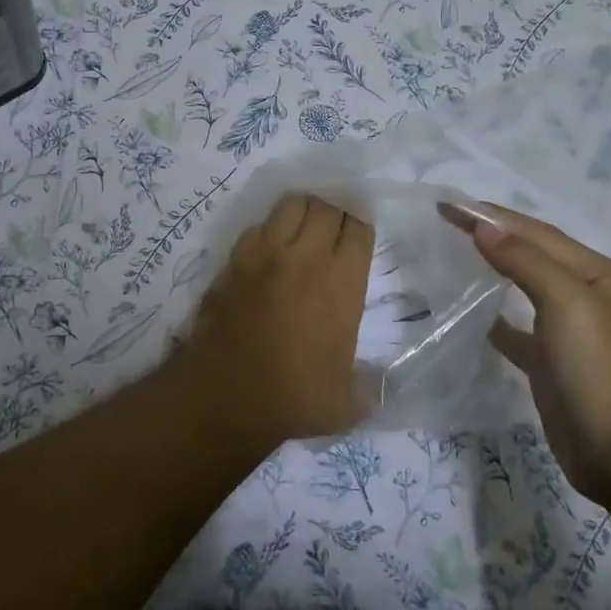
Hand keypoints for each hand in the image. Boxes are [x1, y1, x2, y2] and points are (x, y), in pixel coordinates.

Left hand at [183, 193, 373, 447]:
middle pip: (325, 206)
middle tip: (335, 227)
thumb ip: (372, 387)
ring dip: (302, 211)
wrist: (223, 398)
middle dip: (335, 210)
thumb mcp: (347, 404)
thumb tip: (387, 384)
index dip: (361, 225)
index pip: (358, 227)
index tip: (360, 233)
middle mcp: (305, 258)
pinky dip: (268, 231)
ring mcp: (265, 254)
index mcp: (341, 282)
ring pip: (290, 205)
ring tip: (304, 228)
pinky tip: (269, 250)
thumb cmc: (292, 401)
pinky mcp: (233, 261)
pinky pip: (256, 227)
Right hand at [442, 201, 610, 505]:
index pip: (534, 232)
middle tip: (445, 220)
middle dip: (491, 234)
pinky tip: (472, 315)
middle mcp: (585, 297)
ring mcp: (570, 334)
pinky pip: (517, 331)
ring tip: (453, 255)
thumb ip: (525, 261)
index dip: (490, 215)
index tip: (445, 203)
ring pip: (523, 289)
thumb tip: (483, 226)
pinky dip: (495, 319)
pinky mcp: (553, 367)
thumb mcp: (569, 304)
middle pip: (530, 254)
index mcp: (597, 274)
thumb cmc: (605, 371)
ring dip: (492, 269)